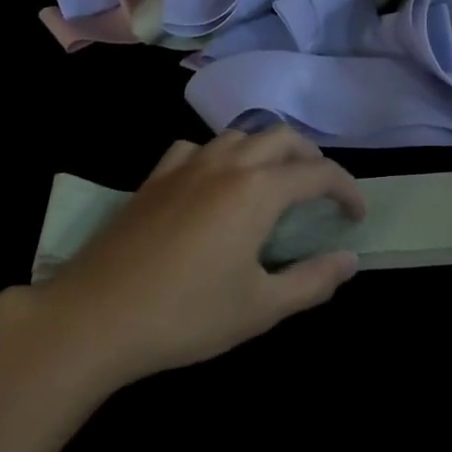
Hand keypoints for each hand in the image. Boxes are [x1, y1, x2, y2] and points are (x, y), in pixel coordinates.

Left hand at [32, 127, 364, 387]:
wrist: (95, 316)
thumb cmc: (187, 315)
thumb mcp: (261, 307)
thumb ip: (313, 281)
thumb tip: (350, 260)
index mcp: (258, 190)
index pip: (318, 174)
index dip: (347, 190)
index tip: (356, 216)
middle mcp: (226, 164)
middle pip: (281, 138)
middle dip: (311, 159)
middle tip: (321, 194)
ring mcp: (185, 165)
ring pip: (239, 135)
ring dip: (267, 151)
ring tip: (274, 184)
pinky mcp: (155, 177)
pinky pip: (197, 148)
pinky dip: (220, 156)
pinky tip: (214, 184)